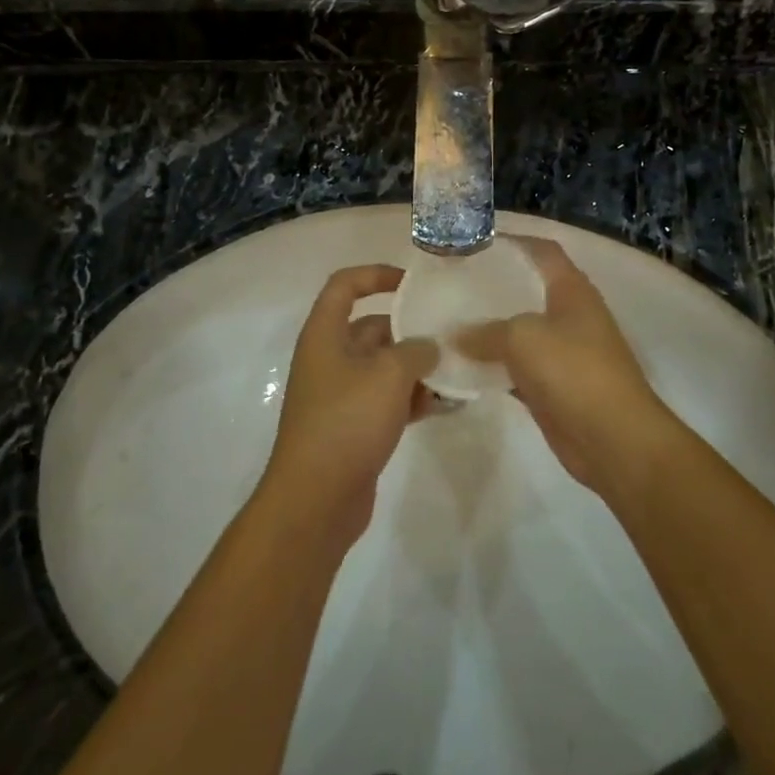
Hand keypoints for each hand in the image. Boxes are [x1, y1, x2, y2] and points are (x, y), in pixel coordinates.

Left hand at [262, 265, 438, 546]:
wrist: (316, 500)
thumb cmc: (347, 421)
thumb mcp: (388, 375)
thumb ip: (416, 350)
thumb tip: (429, 347)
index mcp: (325, 335)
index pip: (345, 285)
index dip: (377, 274)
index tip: (414, 284)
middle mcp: (330, 358)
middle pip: (373, 328)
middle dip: (411, 330)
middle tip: (452, 334)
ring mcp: (342, 394)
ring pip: (385, 366)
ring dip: (418, 368)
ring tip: (458, 372)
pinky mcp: (354, 426)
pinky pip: (388, 399)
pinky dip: (414, 398)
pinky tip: (447, 405)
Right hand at [456, 237, 673, 491]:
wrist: (613, 439)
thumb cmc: (573, 370)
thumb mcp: (523, 338)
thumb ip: (486, 331)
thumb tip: (456, 337)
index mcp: (572, 290)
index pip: (543, 251)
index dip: (515, 241)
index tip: (476, 242)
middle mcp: (570, 316)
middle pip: (528, 290)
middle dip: (494, 286)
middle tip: (453, 283)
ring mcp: (563, 353)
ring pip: (520, 332)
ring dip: (490, 329)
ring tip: (449, 321)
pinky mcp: (553, 388)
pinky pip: (517, 369)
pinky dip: (493, 367)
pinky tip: (462, 364)